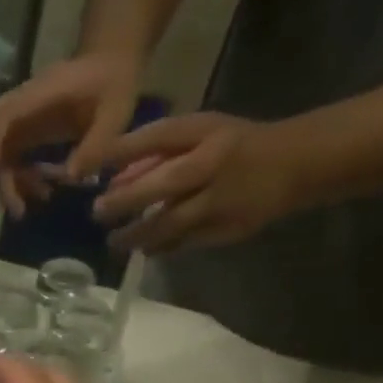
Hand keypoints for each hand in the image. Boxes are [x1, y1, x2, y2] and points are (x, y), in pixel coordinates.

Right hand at [0, 53, 140, 217]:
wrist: (113, 62)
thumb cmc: (115, 83)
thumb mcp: (116, 112)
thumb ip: (96, 144)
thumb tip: (71, 177)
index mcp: (41, 94)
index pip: (4, 116)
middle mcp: (25, 104)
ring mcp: (24, 117)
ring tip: (17, 207)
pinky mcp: (28, 128)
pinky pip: (11, 153)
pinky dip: (16, 176)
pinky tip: (37, 193)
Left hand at [90, 112, 311, 252]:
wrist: (295, 164)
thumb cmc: (235, 145)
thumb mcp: (200, 133)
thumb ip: (156, 152)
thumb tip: (113, 178)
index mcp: (207, 133)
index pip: (158, 136)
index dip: (121, 151)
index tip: (87, 167)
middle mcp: (214, 164)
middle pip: (163, 185)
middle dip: (124, 201)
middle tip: (98, 213)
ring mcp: (222, 200)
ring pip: (171, 222)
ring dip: (137, 235)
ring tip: (115, 241)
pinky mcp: (227, 229)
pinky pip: (184, 243)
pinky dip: (160, 247)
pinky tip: (144, 249)